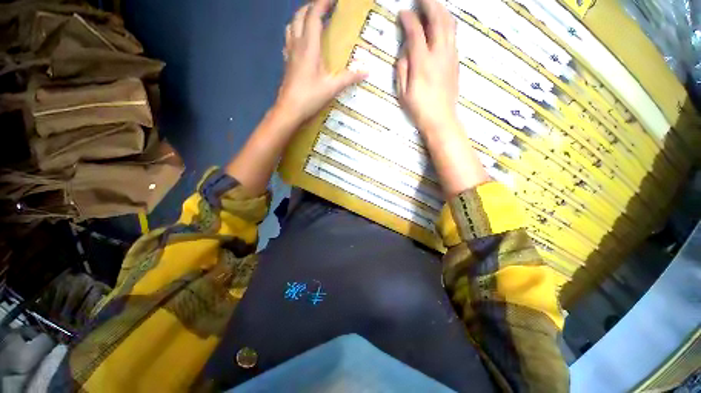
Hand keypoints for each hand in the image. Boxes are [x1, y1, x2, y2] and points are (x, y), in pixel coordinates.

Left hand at [275, 0, 367, 126]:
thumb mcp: (332, 88)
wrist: (289, 110)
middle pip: (300, 16)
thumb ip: (349, 77)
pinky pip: (288, 40)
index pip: (313, 15)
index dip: (322, 3)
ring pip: (291, 26)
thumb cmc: (310, 97)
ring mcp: (289, 53)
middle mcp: (297, 44)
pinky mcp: (286, 63)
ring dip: (301, 18)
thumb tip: (366, 70)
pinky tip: (301, 42)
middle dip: (311, 7)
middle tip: (324, 8)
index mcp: (309, 46)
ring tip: (312, 21)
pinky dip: (295, 33)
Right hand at [396, 0, 459, 133]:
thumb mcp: (402, 92)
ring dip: (441, 10)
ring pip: (449, 24)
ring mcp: (450, 56)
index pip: (415, 32)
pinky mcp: (456, 60)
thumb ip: (402, 68)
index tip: (402, 13)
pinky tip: (441, 23)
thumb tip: (405, 51)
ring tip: (432, 4)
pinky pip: (453, 34)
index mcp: (422, 63)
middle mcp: (439, 54)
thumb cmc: (418, 108)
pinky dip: (447, 23)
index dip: (408, 19)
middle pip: (438, 19)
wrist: (441, 119)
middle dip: (429, 3)